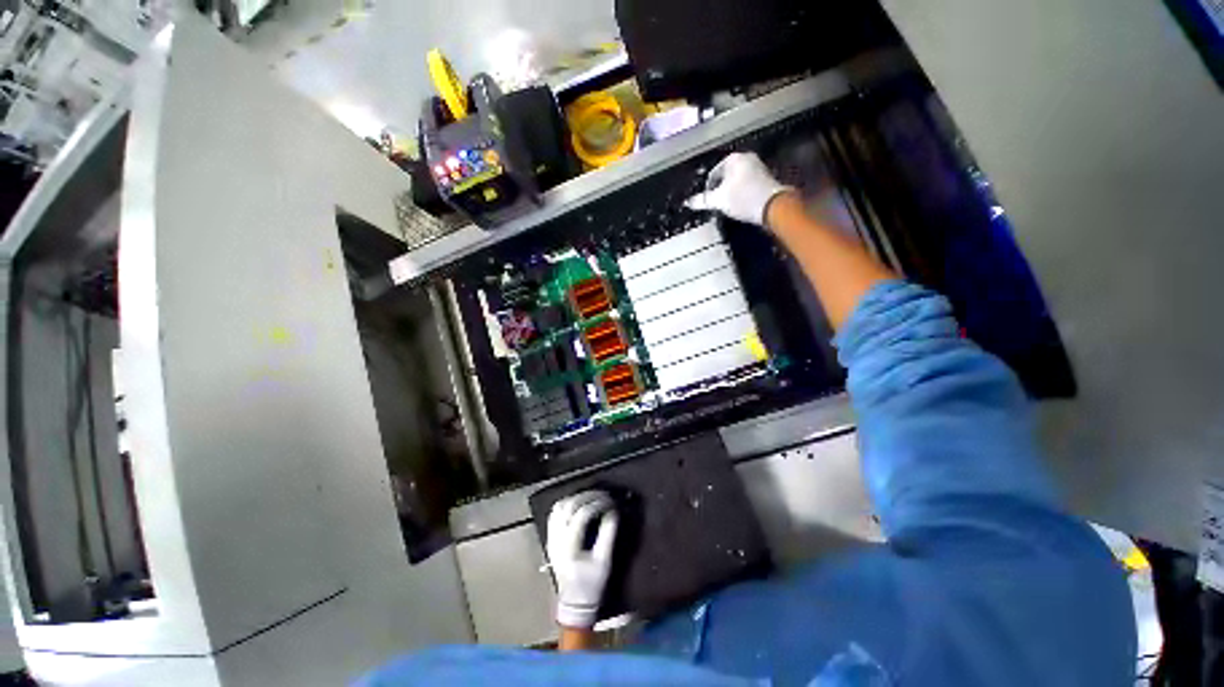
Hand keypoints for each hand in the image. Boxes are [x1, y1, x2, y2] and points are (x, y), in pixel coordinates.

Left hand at [546, 491, 618, 629]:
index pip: (581, 514)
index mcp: (569, 547)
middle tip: (604, 494)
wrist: (574, 602)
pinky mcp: (551, 537)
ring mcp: (551, 537)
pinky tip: (579, 502)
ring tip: (592, 496)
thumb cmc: (591, 584)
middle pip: (569, 506)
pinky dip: (567, 503)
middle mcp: (557, 539)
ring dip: (576, 497)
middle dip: (588, 496)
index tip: (610, 501)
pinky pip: (555, 512)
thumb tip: (613, 511)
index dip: (597, 503)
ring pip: (559, 506)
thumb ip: (608, 535)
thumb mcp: (604, 561)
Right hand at [685, 152, 793, 226]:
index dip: (707, 189)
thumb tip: (687, 202)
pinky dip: (741, 193)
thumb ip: (702, 200)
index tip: (708, 202)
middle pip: (725, 176)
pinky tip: (741, 204)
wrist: (772, 206)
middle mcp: (746, 158)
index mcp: (733, 159)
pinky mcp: (765, 178)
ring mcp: (758, 167)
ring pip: (736, 180)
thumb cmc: (742, 198)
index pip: (713, 173)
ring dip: (730, 192)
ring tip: (728, 206)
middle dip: (720, 190)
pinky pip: (747, 184)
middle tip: (717, 204)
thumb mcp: (718, 201)